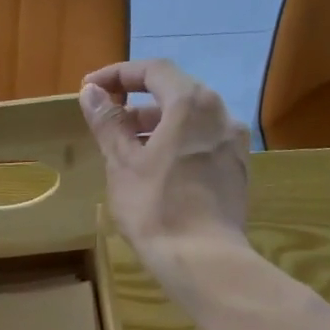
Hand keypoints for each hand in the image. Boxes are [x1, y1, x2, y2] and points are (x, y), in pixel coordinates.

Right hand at [80, 59, 251, 291]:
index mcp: (191, 103)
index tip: (92, 89)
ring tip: (129, 151)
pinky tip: (159, 172)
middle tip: (108, 123)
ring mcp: (234, 143)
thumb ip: (108, 123)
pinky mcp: (238, 170)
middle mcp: (220, 114)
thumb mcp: (122, 164)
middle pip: (176, 93)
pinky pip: (203, 144)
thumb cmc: (155, 208)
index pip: (154, 70)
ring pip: (191, 121)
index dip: (119, 75)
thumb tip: (92, 92)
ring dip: (158, 127)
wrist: (203, 258)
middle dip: (138, 103)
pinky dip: (178, 145)